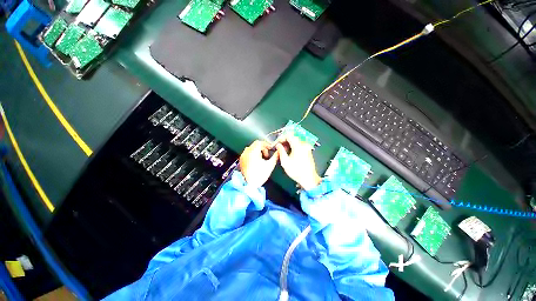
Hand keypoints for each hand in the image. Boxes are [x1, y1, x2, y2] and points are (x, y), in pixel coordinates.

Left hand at [239, 140, 278, 187]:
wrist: (249, 184)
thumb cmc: (260, 174)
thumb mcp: (270, 165)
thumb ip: (275, 157)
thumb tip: (279, 151)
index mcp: (253, 151)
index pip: (259, 142)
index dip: (266, 145)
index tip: (270, 150)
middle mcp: (246, 152)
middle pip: (255, 145)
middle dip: (262, 149)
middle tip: (267, 156)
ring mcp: (242, 156)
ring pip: (251, 149)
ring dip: (257, 152)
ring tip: (262, 159)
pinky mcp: (241, 160)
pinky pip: (247, 153)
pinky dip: (252, 155)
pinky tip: (256, 162)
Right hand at [276, 135, 320, 189]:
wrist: (309, 178)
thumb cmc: (297, 172)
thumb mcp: (285, 162)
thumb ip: (281, 151)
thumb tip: (278, 145)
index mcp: (298, 146)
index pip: (288, 135)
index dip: (281, 138)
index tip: (277, 143)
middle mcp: (303, 145)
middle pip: (292, 137)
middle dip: (284, 141)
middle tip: (279, 146)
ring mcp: (306, 147)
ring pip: (295, 140)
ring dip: (288, 143)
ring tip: (283, 150)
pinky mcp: (307, 151)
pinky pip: (299, 144)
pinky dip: (293, 146)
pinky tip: (289, 152)